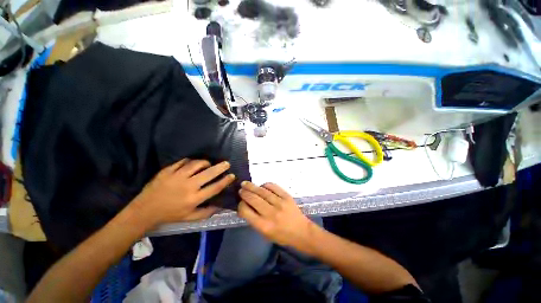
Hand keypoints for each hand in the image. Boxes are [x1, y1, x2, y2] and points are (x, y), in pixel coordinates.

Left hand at [132, 159, 234, 227]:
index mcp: (194, 199)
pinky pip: (183, 162)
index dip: (225, 181)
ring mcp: (177, 177)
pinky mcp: (167, 171)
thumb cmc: (169, 215)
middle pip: (209, 173)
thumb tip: (220, 207)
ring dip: (205, 163)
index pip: (215, 187)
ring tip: (208, 164)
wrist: (144, 211)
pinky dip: (190, 161)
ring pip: (196, 164)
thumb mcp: (189, 218)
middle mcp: (188, 186)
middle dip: (220, 167)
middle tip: (226, 163)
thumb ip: (206, 213)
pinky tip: (192, 164)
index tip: (232, 176)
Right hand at [238, 182, 315, 248]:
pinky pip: (273, 187)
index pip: (246, 211)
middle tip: (241, 189)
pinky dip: (266, 185)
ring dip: (252, 186)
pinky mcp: (287, 197)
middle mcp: (271, 213)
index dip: (240, 205)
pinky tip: (262, 185)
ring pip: (262, 191)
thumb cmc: (281, 235)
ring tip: (246, 183)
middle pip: (253, 199)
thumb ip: (254, 220)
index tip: (240, 202)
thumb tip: (245, 205)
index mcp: (264, 226)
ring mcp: (280, 203)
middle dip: (245, 193)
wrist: (301, 231)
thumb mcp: (265, 234)